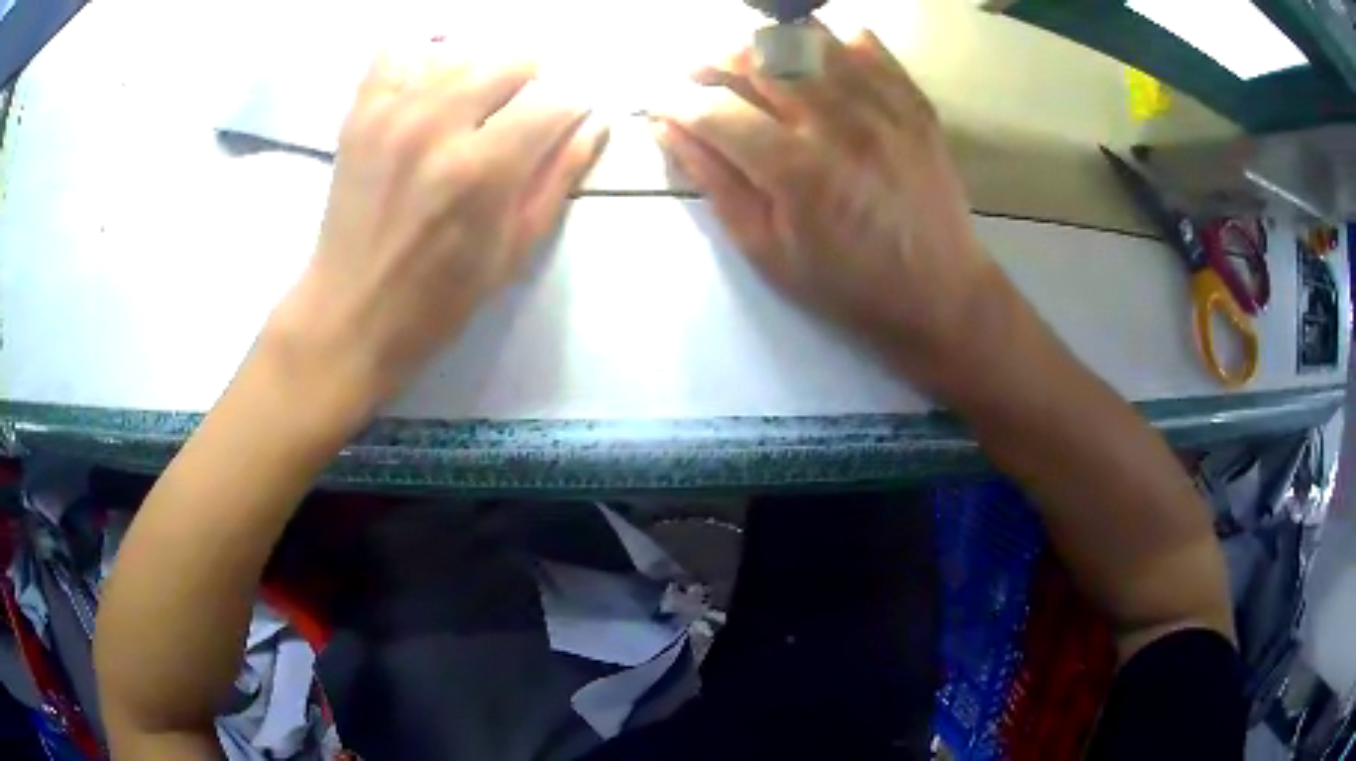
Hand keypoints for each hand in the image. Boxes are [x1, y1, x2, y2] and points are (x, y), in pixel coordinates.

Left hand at [266, 44, 605, 415]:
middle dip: (533, 80)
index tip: (567, 119)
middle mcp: (438, 127)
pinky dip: (419, 57)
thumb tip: (595, 124)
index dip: (572, 107)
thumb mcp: (515, 250)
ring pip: (461, 51)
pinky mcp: (360, 114)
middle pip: (511, 60)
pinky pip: (395, 51)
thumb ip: (558, 178)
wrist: (352, 312)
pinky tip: (427, 82)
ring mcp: (393, 113)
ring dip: (482, 70)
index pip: (554, 100)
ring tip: (476, 102)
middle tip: (522, 112)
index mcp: (483, 170)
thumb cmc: (440, 297)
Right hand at [652, 27, 995, 388]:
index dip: (675, 102)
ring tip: (753, 66)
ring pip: (808, 39)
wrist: (940, 293)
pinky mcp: (913, 103)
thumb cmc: (848, 285)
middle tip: (700, 77)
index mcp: (797, 171)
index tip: (660, 105)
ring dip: (765, 44)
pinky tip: (815, 65)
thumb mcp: (768, 251)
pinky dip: (830, 43)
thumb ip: (716, 183)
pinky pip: (866, 45)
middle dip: (713, 59)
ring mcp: (882, 106)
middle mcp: (839, 123)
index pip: (716, 110)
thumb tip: (668, 129)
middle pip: (759, 56)